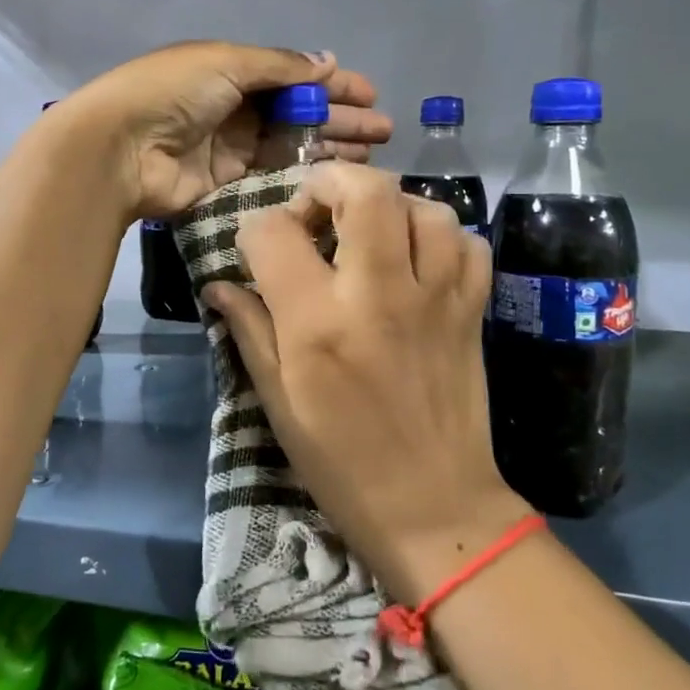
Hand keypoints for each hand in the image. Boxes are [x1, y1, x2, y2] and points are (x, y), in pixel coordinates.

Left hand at [63, 42, 391, 220]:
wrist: (119, 148)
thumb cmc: (172, 93)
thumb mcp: (226, 62)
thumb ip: (279, 66)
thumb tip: (327, 62)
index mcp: (230, 70)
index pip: (291, 75)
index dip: (330, 84)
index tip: (370, 94)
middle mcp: (232, 107)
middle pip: (295, 112)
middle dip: (339, 118)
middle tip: (382, 131)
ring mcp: (229, 148)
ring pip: (289, 146)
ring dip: (328, 147)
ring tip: (371, 155)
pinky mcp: (225, 184)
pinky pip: (271, 176)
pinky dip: (301, 175)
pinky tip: (334, 178)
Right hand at [201, 161, 527, 601]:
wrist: (434, 509)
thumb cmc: (339, 461)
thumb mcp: (276, 400)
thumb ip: (249, 330)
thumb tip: (218, 285)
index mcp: (317, 322)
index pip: (273, 232)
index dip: (255, 230)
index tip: (258, 252)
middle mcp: (378, 295)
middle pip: (365, 189)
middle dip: (330, 181)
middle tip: (316, 210)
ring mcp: (435, 299)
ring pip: (425, 207)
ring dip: (390, 207)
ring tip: (369, 234)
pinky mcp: (472, 311)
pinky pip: (467, 244)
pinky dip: (440, 237)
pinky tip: (417, 260)